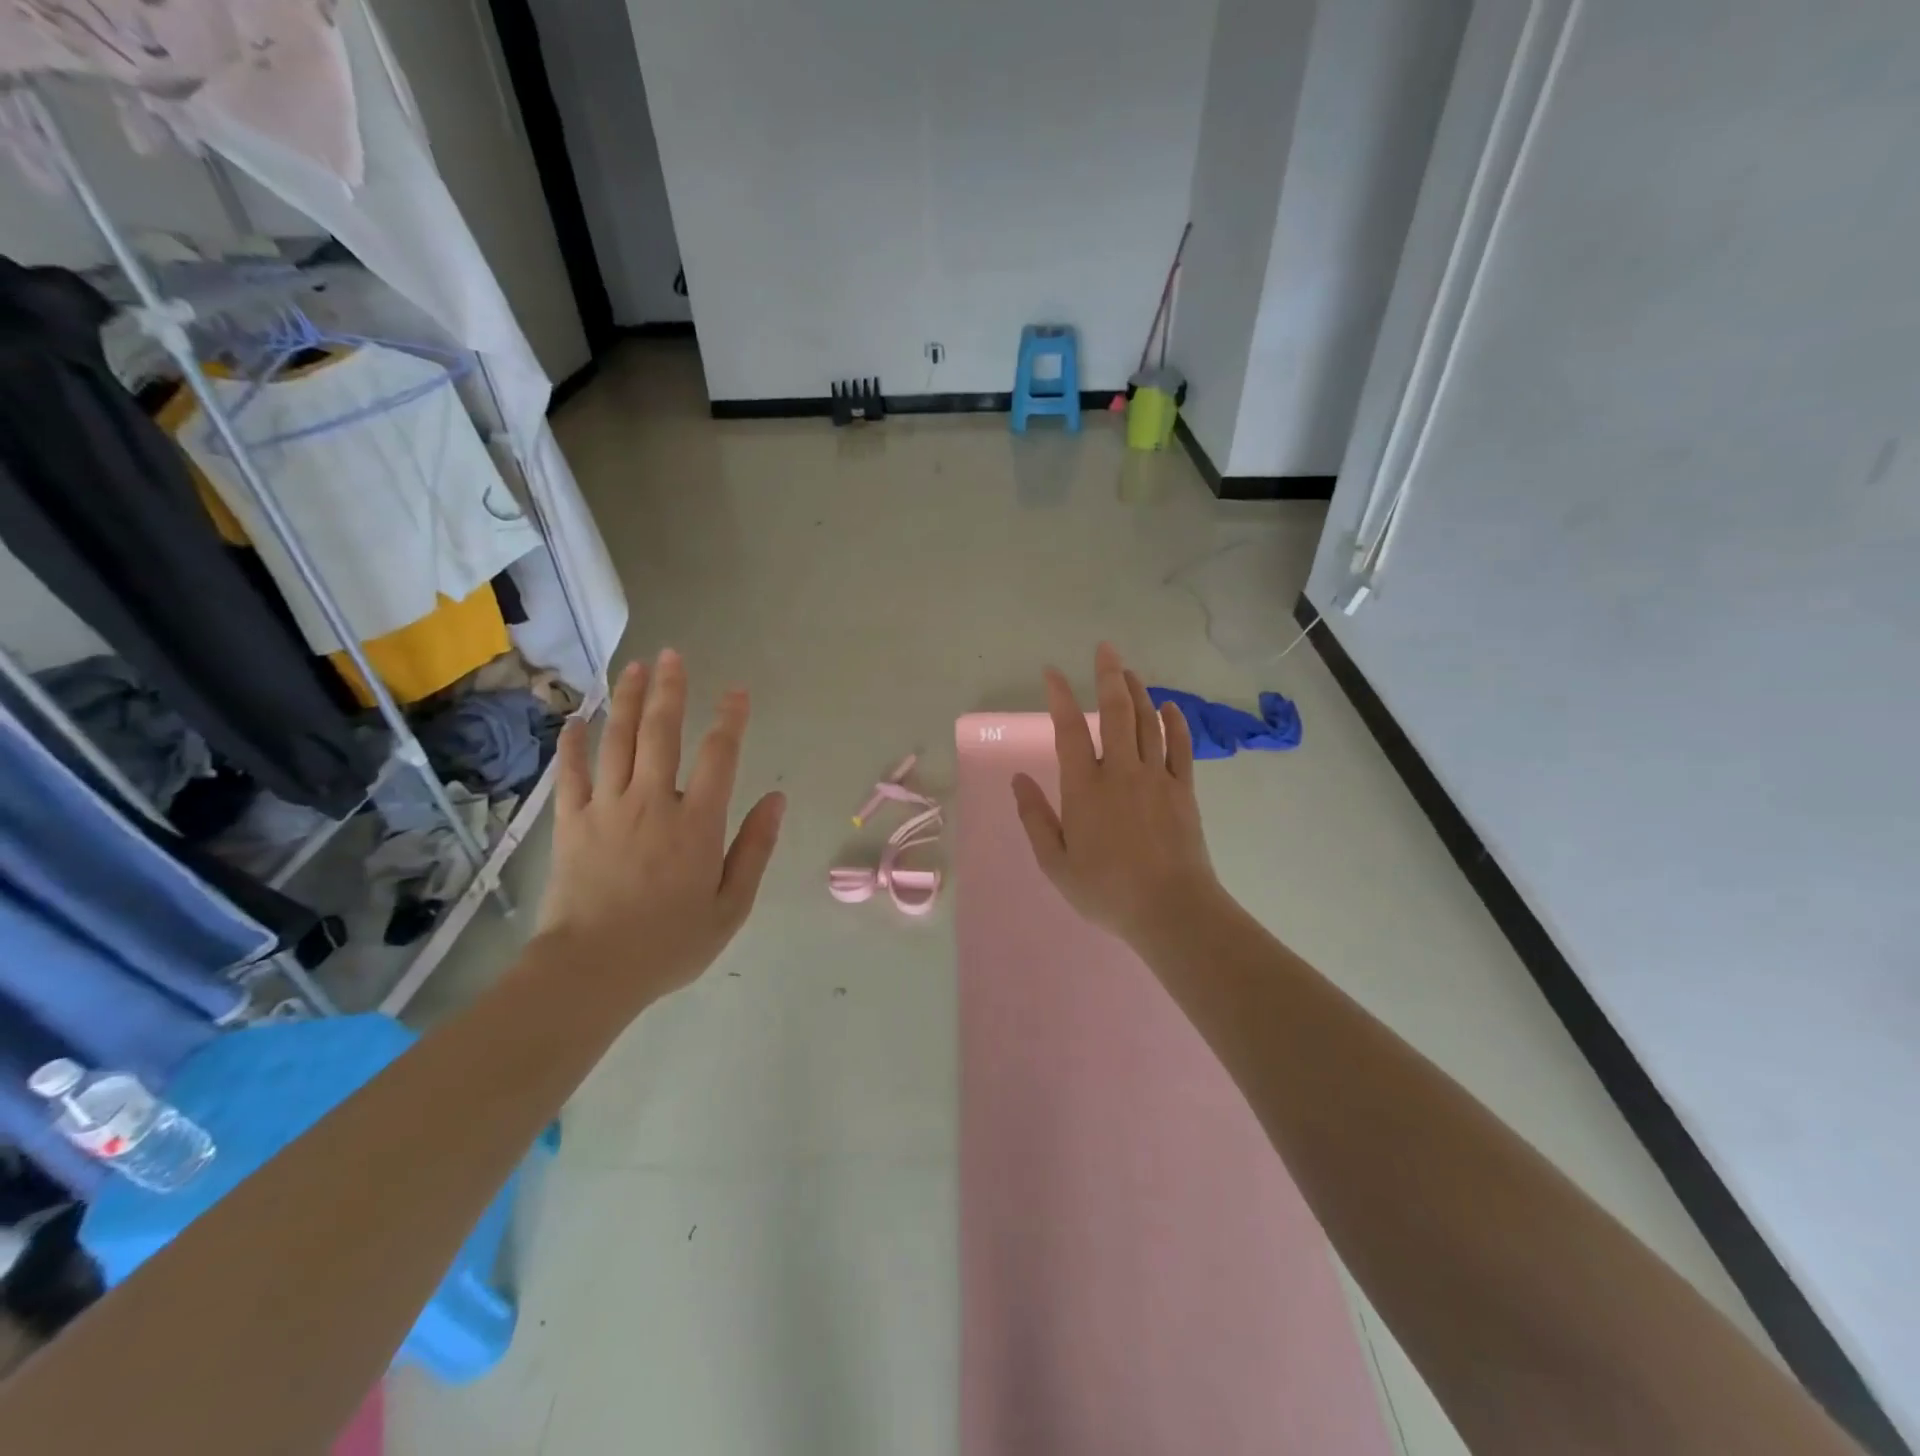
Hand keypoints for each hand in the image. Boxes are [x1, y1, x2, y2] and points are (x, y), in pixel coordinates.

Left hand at [535, 649, 784, 1006]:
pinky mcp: (571, 822)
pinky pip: (571, 773)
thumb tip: (777, 800)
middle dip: (670, 690)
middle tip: (673, 655)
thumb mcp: (732, 905)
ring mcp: (606, 808)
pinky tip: (577, 719)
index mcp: (697, 822)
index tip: (737, 692)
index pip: (719, 756)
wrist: (591, 971)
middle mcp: (652, 802)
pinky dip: (574, 743)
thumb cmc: (670, 943)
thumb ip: (755, 848)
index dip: (730, 719)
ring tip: (634, 667)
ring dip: (626, 700)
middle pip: (661, 732)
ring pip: (617, 741)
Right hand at [1012, 643, 1224, 948]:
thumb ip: (1035, 818)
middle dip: (1108, 676)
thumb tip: (1019, 779)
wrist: (1170, 909)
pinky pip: (1180, 746)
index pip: (1069, 730)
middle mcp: (1121, 772)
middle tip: (1105, 649)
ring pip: (1147, 722)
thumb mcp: (1056, 863)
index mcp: (1085, 788)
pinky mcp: (1183, 789)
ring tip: (1129, 671)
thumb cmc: (1106, 890)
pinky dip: (1175, 723)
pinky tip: (1170, 707)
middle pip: (1115, 712)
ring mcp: (1156, 777)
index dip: (1060, 698)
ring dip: (1138, 692)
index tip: (1053, 673)